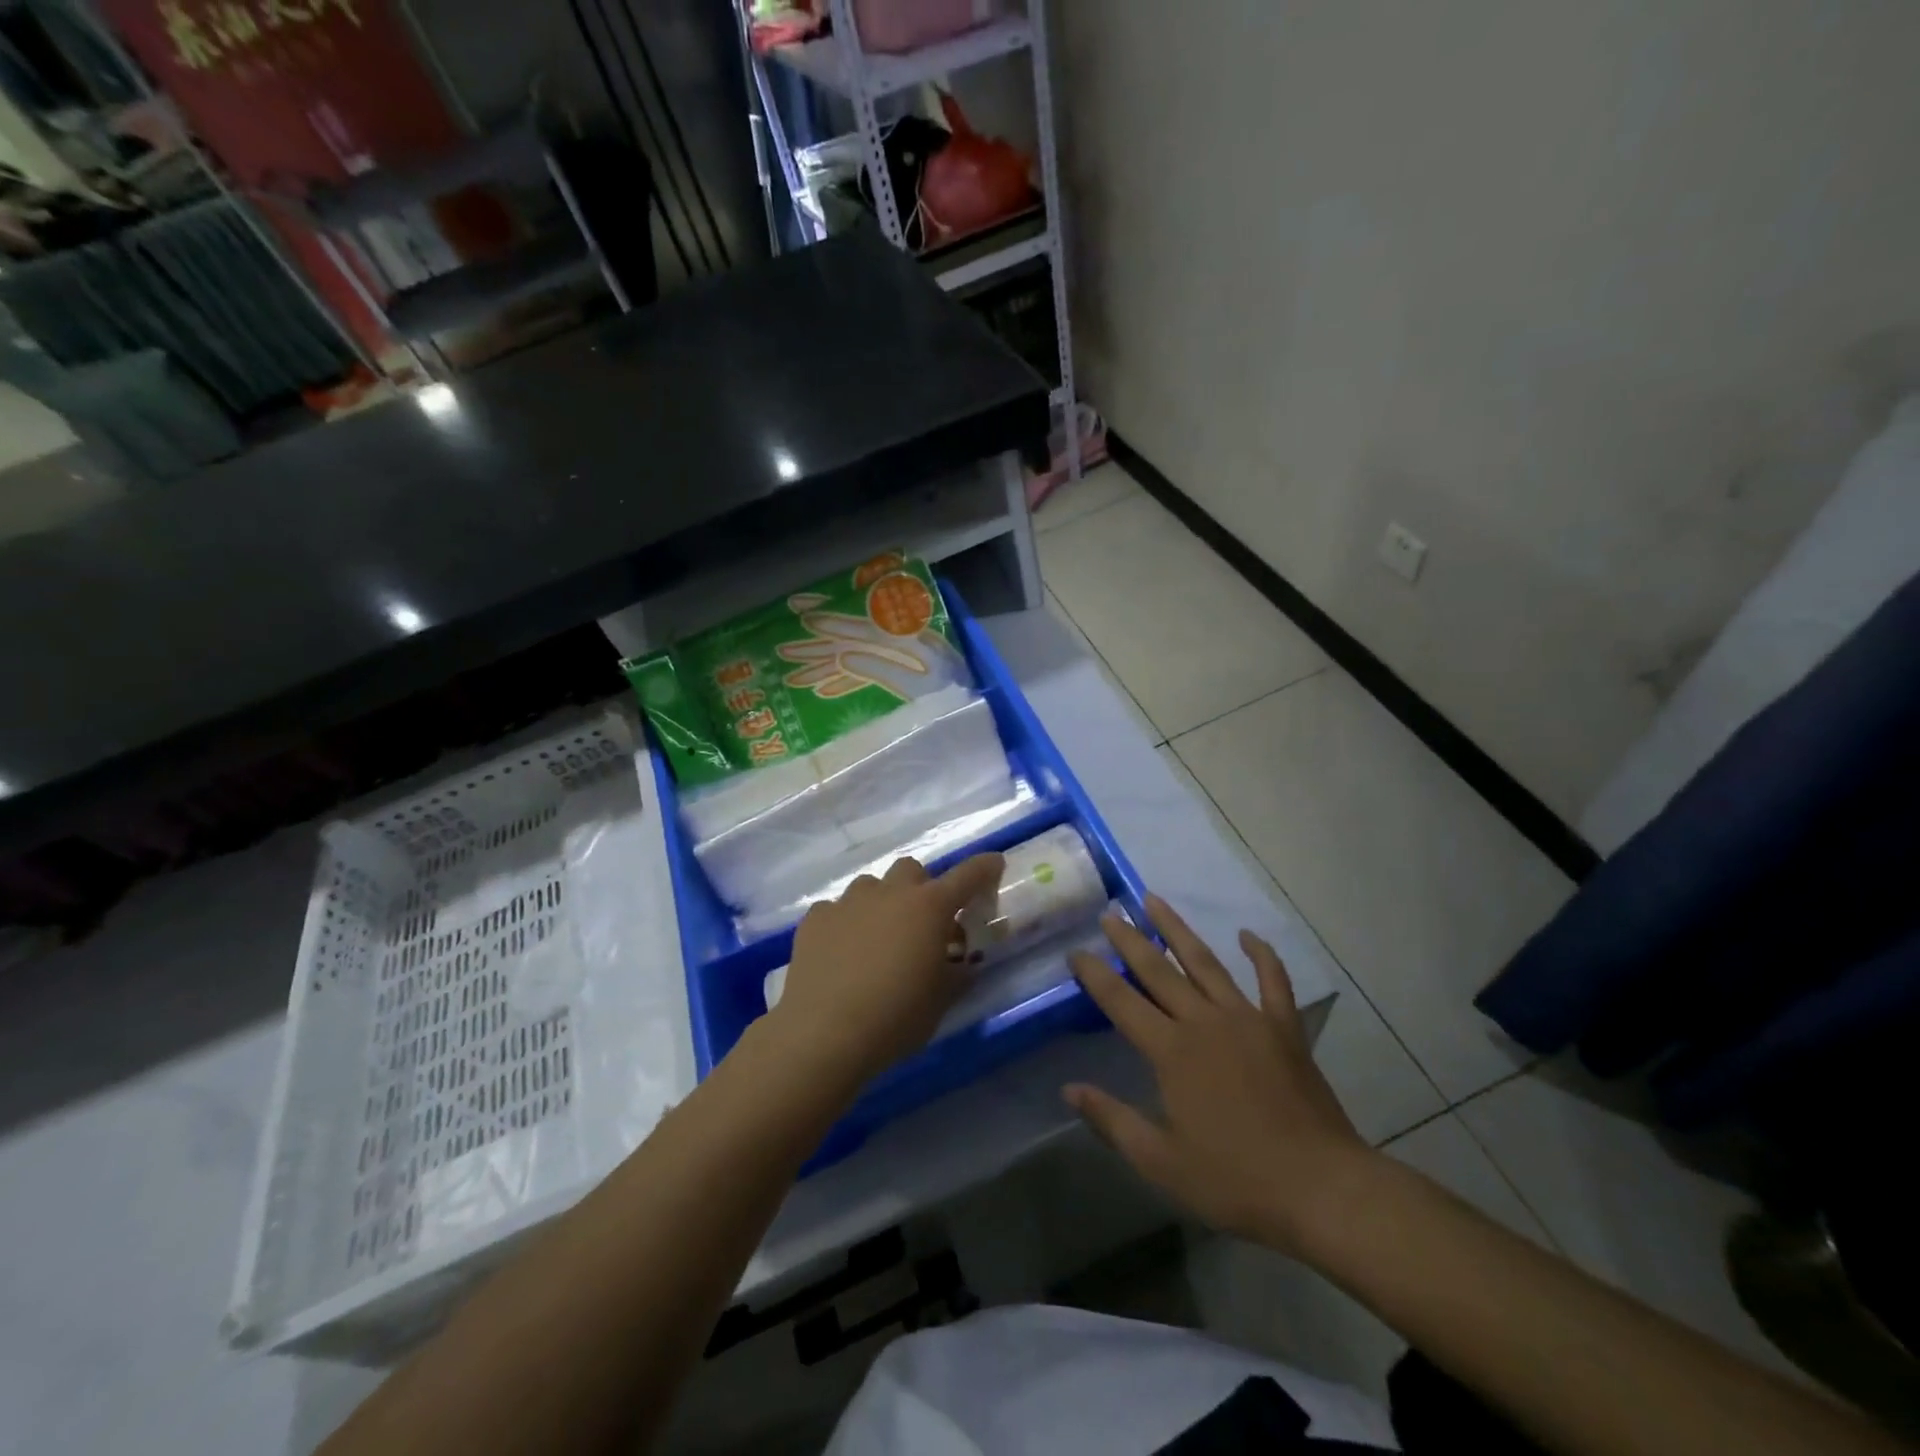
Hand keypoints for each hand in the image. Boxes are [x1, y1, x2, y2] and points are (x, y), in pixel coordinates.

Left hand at [770, 853, 1004, 1083]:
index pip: (967, 876)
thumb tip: (963, 963)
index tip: (994, 863)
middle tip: (922, 923)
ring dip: (881, 903)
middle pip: (912, 870)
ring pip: (871, 886)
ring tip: (877, 939)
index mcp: (929, 908)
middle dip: (921, 888)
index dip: (984, 868)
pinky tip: (840, 953)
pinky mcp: (816, 918)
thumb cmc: (896, 1016)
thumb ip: (957, 973)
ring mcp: (849, 901)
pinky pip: (836, 909)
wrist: (824, 1032)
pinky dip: (845, 923)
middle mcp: (890, 893)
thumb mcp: (941, 1000)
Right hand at [1065, 895, 1379, 1253]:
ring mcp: (1248, 1019)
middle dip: (1130, 939)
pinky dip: (1262, 955)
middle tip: (1110, 912)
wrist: (1323, 1189)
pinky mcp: (1284, 1028)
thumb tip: (1069, 1088)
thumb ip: (1112, 1120)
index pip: (1121, 1002)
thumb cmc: (1236, 1180)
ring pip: (1205, 962)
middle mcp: (1204, 1022)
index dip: (1095, 974)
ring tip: (1154, 899)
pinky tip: (1248, 935)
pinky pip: (1273, 981)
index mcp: (1172, 1051)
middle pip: (1159, 970)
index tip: (1076, 951)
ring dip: (1178, 929)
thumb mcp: (1161, 1162)